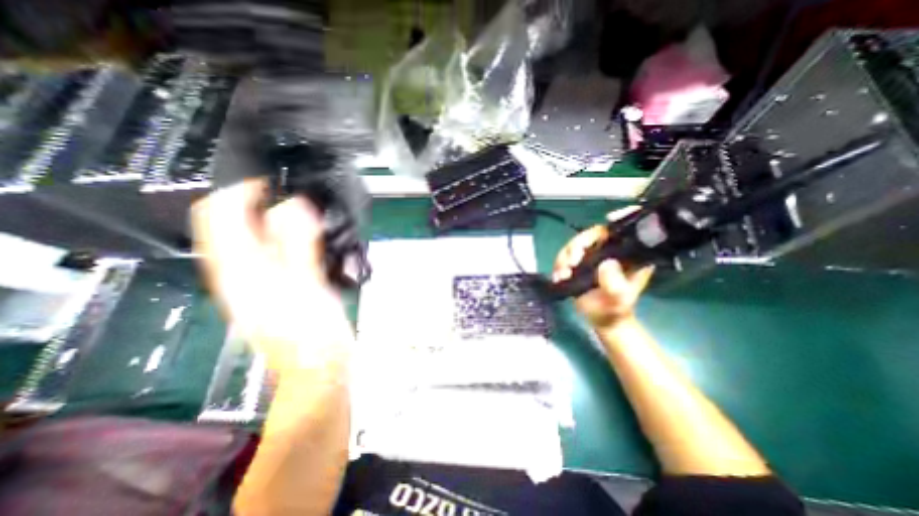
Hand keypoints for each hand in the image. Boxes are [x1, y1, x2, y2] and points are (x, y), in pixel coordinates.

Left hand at [189, 178, 348, 369]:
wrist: (318, 365)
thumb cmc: (312, 330)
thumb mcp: (307, 283)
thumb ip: (299, 243)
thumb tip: (294, 205)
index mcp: (241, 269)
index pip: (220, 214)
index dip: (242, 191)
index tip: (274, 183)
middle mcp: (238, 272)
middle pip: (234, 224)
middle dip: (261, 205)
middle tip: (298, 201)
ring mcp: (255, 283)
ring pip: (255, 239)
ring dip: (277, 222)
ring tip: (308, 220)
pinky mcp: (272, 290)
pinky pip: (272, 254)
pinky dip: (288, 240)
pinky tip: (311, 244)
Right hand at [553, 208, 652, 330]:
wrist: (601, 319)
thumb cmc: (614, 310)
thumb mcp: (619, 300)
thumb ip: (615, 284)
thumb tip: (606, 264)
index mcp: (628, 255)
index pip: (623, 230)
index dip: (618, 219)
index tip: (608, 220)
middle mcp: (610, 251)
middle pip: (592, 235)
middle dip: (577, 245)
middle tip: (571, 262)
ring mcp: (592, 255)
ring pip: (574, 244)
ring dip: (564, 257)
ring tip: (563, 274)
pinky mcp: (578, 262)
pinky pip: (564, 255)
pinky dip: (559, 264)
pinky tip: (559, 276)